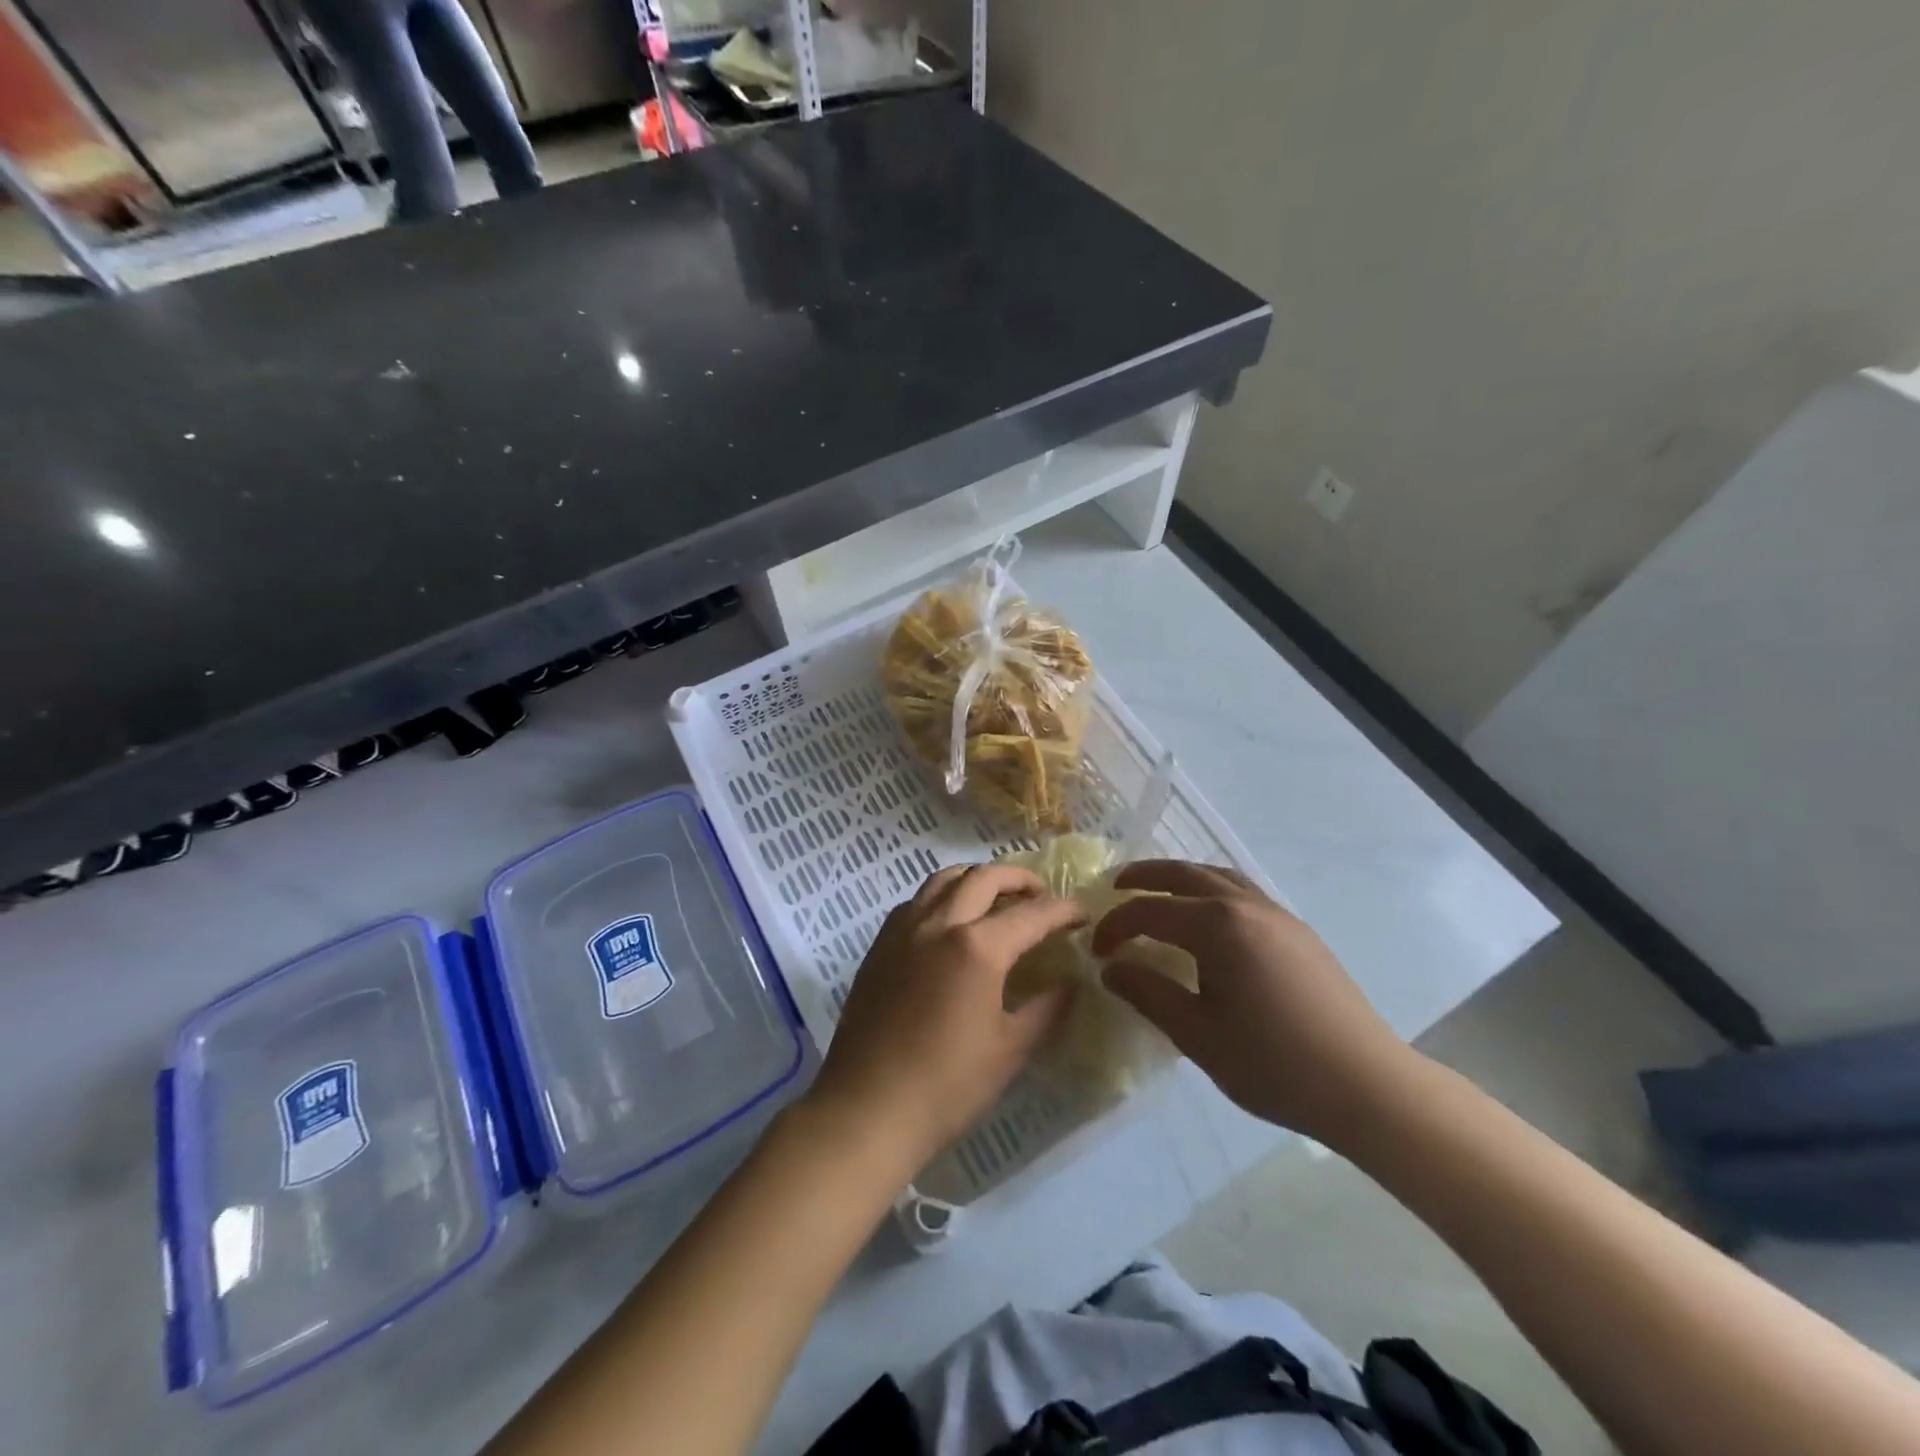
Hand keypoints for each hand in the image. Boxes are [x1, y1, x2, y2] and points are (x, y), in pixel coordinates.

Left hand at [804, 864, 1086, 1175]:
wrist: (867, 1109)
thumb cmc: (946, 1086)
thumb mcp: (1010, 1050)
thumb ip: (1047, 1008)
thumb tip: (1069, 983)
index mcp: (977, 947)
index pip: (1032, 913)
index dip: (1064, 910)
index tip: (1083, 914)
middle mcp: (939, 923)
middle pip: (985, 877)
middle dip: (1021, 879)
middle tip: (1042, 896)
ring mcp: (904, 930)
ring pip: (944, 879)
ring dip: (977, 878)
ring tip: (997, 898)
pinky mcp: (880, 945)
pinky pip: (916, 901)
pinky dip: (942, 896)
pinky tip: (951, 922)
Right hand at [1092, 861, 1423, 1151]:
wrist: (1368, 1086)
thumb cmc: (1274, 1064)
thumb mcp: (1197, 1035)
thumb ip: (1149, 993)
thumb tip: (1111, 968)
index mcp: (1219, 926)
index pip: (1150, 911)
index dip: (1116, 926)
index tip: (1096, 951)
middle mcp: (1247, 905)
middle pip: (1185, 874)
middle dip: (1145, 877)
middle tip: (1116, 887)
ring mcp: (1278, 915)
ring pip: (1219, 877)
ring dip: (1181, 879)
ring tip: (1158, 894)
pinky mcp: (1298, 932)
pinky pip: (1243, 894)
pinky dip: (1211, 892)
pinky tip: (1207, 922)